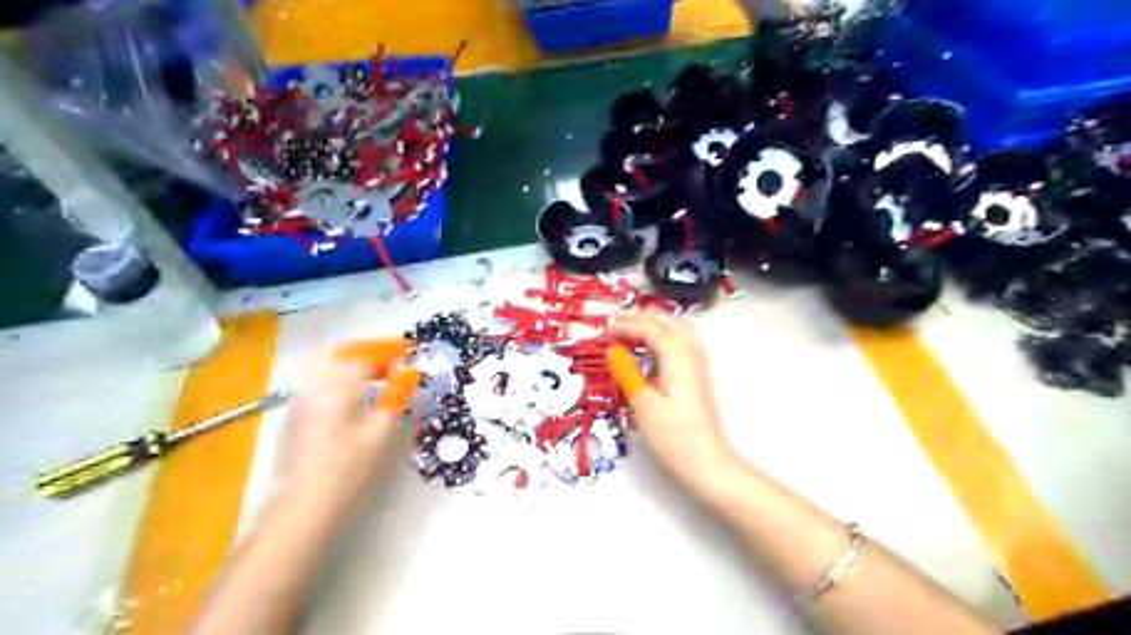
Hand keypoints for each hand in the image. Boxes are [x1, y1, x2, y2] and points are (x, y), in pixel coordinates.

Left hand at [280, 349, 420, 523]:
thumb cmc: (348, 469)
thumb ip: (395, 399)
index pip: (364, 357)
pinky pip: (319, 386)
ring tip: (376, 382)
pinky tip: (354, 401)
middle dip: (368, 358)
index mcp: (336, 388)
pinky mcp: (295, 418)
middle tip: (392, 368)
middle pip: (341, 358)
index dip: (388, 354)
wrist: (303, 507)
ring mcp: (300, 402)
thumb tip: (407, 377)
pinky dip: (339, 383)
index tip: (407, 357)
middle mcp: (314, 388)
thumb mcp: (380, 433)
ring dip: (353, 369)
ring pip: (327, 371)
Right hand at [605, 314, 737, 491]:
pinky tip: (652, 351)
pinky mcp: (698, 377)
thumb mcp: (644, 405)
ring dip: (655, 325)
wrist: (708, 463)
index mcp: (677, 357)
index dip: (625, 326)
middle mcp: (691, 354)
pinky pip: (682, 344)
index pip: (650, 328)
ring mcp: (698, 365)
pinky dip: (665, 338)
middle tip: (616, 324)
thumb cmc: (674, 436)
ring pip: (679, 330)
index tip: (603, 332)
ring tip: (632, 331)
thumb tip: (612, 350)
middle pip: (668, 322)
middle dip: (642, 318)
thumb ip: (627, 373)